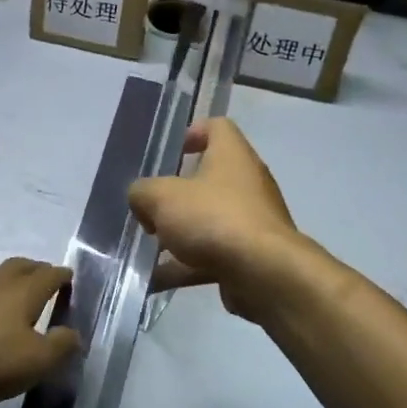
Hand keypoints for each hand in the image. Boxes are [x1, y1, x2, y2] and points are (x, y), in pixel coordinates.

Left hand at [0, 258, 79, 405]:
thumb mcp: (35, 361)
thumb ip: (60, 347)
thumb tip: (73, 334)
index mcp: (23, 293)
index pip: (48, 275)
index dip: (61, 276)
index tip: (68, 277)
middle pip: (18, 266)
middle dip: (34, 269)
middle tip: (42, 276)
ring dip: (4, 283)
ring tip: (8, 296)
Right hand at [129, 119, 303, 323]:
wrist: (264, 273)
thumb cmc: (214, 219)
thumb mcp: (162, 197)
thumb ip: (143, 192)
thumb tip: (142, 200)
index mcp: (232, 155)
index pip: (218, 127)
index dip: (193, 133)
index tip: (170, 153)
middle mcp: (247, 183)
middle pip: (208, 179)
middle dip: (175, 195)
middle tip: (149, 209)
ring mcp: (251, 221)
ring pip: (207, 221)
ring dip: (177, 235)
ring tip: (144, 249)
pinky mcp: (251, 256)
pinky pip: (212, 255)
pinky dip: (185, 266)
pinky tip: (155, 280)